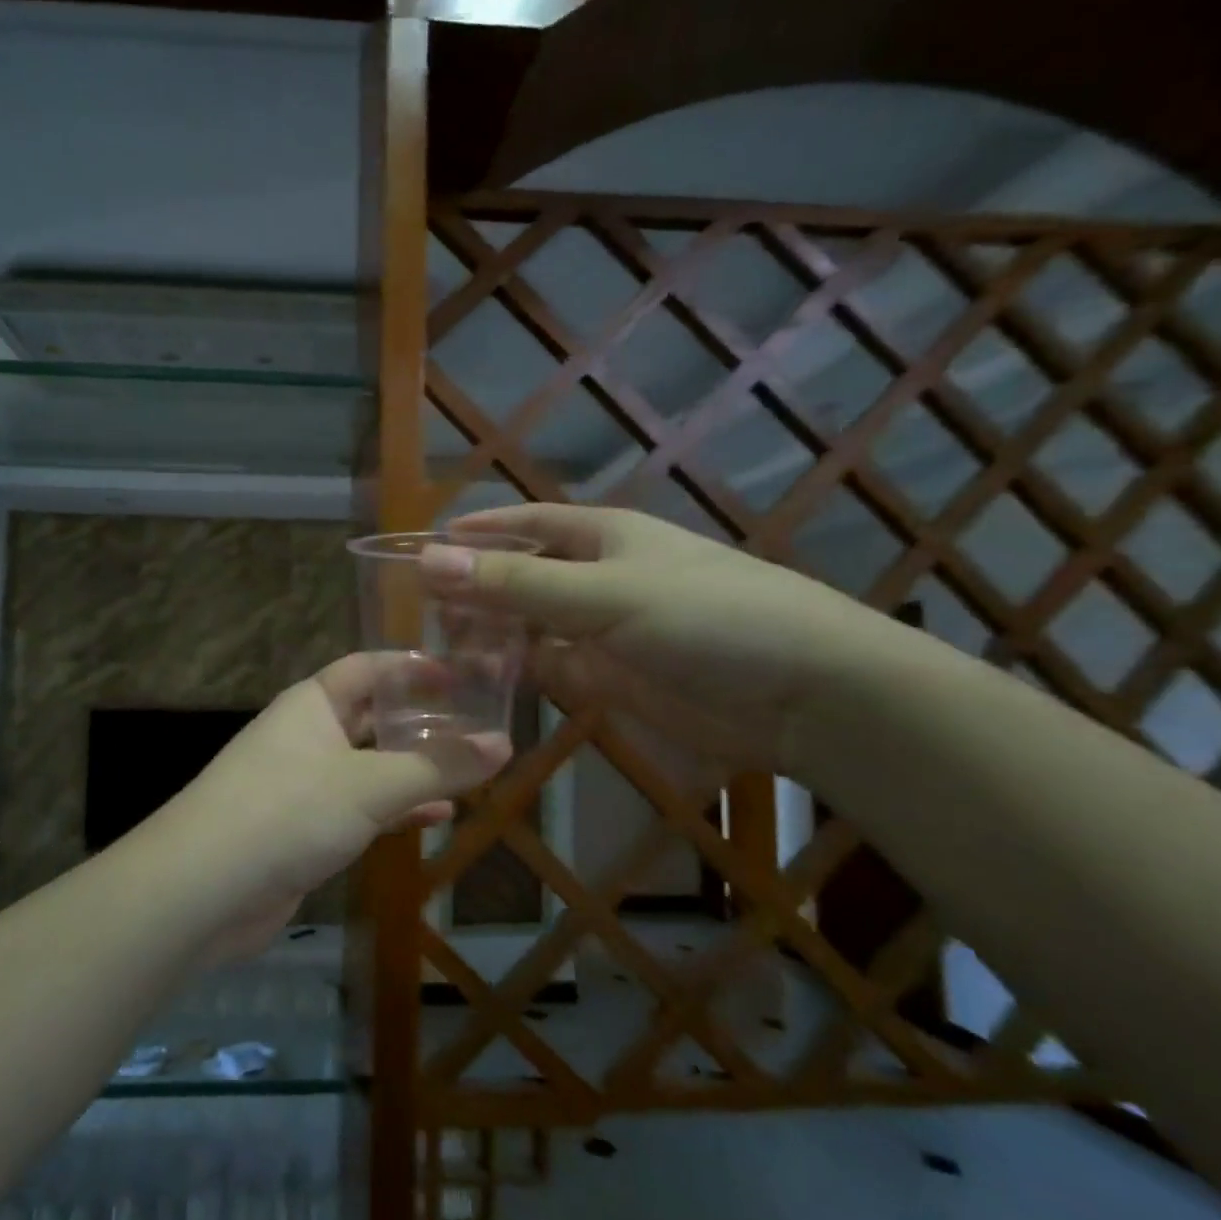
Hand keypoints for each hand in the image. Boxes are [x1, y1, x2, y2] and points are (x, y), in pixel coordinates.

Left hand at [177, 654, 510, 958]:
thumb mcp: (371, 785)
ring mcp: (302, 783)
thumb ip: (438, 766)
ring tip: (469, 773)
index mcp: (313, 703)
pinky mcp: (301, 829)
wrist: (203, 889)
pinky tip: (437, 818)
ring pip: (368, 766)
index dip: (413, 667)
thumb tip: (503, 743)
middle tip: (477, 728)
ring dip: (412, 770)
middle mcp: (306, 735)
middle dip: (420, 723)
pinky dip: (394, 810)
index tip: (463, 675)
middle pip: (371, 717)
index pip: (369, 668)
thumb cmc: (288, 811)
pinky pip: (358, 808)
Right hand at [426, 503, 884, 771]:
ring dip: (490, 633)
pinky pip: (550, 668)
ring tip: (437, 648)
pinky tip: (482, 681)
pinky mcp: (611, 679)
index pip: (527, 524)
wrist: (803, 695)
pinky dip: (518, 671)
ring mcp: (604, 631)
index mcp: (603, 537)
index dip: (479, 531)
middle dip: (475, 589)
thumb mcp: (605, 594)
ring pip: (530, 626)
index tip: (425, 545)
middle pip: (522, 577)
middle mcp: (599, 578)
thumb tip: (429, 560)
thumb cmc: (706, 618)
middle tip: (418, 609)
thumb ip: (517, 584)